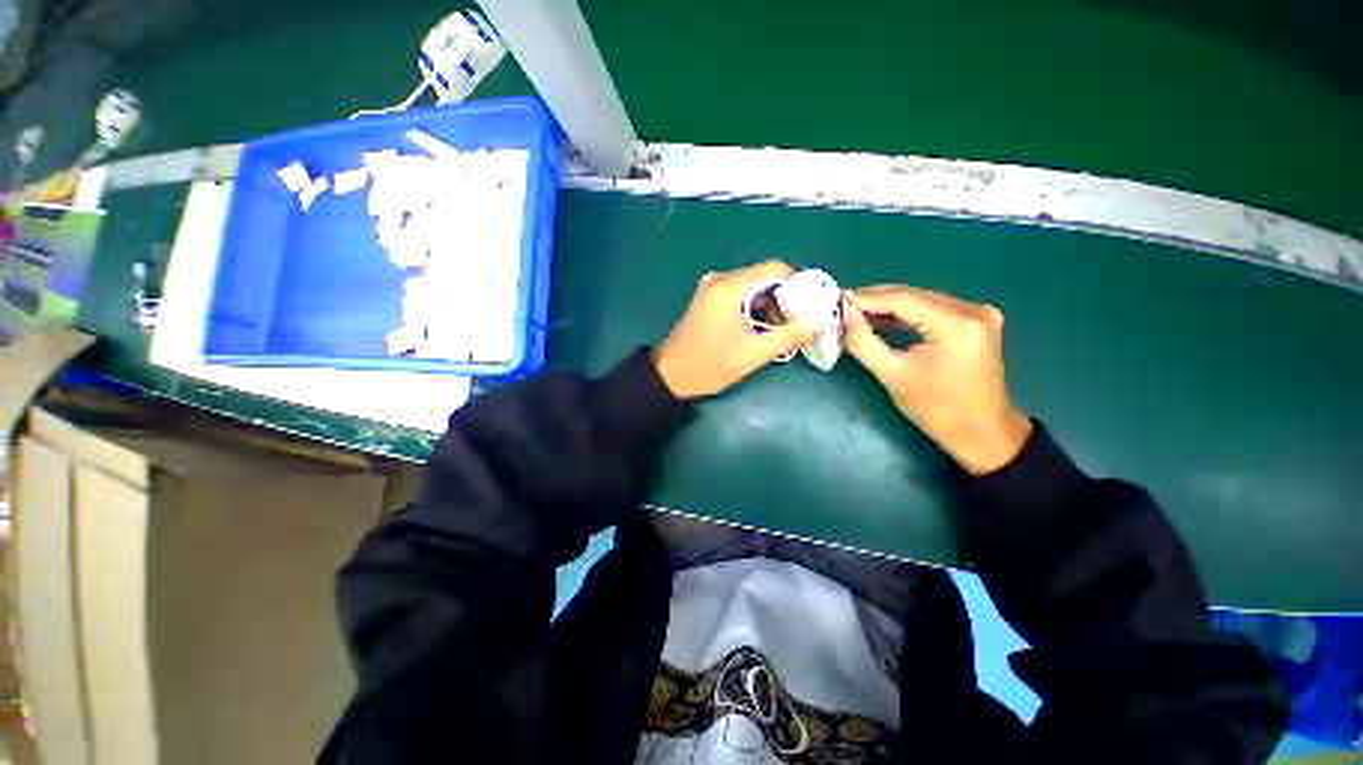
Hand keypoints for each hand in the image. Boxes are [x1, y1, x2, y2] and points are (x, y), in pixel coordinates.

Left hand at [653, 261, 818, 399]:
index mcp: (730, 287)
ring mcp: (712, 288)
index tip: (811, 307)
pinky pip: (740, 294)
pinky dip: (755, 308)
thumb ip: (790, 335)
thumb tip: (823, 321)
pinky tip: (761, 329)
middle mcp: (720, 279)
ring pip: (753, 286)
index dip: (799, 285)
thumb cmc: (709, 365)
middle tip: (797, 324)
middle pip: (765, 277)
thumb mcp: (753, 353)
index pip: (776, 269)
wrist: (669, 376)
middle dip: (785, 298)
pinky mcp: (708, 299)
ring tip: (781, 332)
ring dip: (771, 305)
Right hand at [843, 285, 1032, 474]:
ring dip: (887, 305)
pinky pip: (931, 309)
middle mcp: (972, 310)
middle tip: (841, 305)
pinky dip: (904, 314)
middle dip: (874, 299)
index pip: (902, 300)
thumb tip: (843, 314)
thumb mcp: (893, 376)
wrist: (983, 432)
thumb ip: (863, 342)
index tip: (836, 299)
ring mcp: (977, 313)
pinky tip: (881, 319)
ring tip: (854, 312)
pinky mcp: (975, 321)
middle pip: (912, 295)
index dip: (866, 298)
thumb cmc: (937, 410)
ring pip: (921, 300)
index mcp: (957, 325)